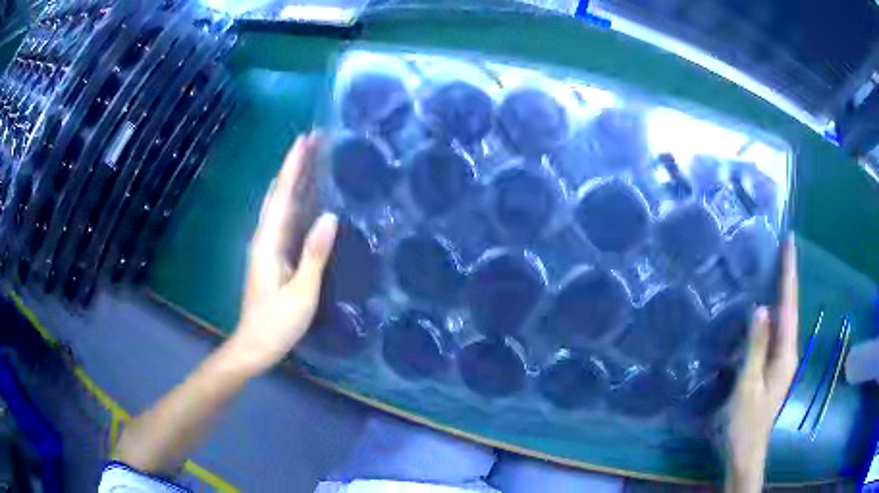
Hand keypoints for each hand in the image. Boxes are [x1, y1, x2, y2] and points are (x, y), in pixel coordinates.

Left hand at [229, 132, 337, 375]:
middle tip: (312, 142)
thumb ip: (314, 254)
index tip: (305, 139)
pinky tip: (302, 198)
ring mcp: (265, 247)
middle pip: (277, 194)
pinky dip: (291, 200)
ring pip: (277, 204)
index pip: (281, 196)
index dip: (292, 166)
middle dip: (293, 166)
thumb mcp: (301, 293)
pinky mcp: (270, 256)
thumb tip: (330, 217)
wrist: (253, 345)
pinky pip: (281, 219)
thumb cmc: (277, 323)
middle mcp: (263, 238)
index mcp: (268, 243)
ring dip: (291, 180)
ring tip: (310, 160)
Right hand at [724, 238, 797, 491]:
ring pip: (784, 320)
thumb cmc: (745, 423)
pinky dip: (774, 314)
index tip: (790, 243)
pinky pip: (775, 333)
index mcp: (785, 354)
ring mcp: (781, 362)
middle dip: (788, 278)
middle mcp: (788, 353)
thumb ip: (756, 349)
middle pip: (790, 308)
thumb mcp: (748, 387)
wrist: (745, 452)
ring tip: (776, 269)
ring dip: (782, 293)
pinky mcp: (773, 368)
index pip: (789, 305)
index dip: (789, 273)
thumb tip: (762, 308)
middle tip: (782, 248)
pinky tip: (765, 309)